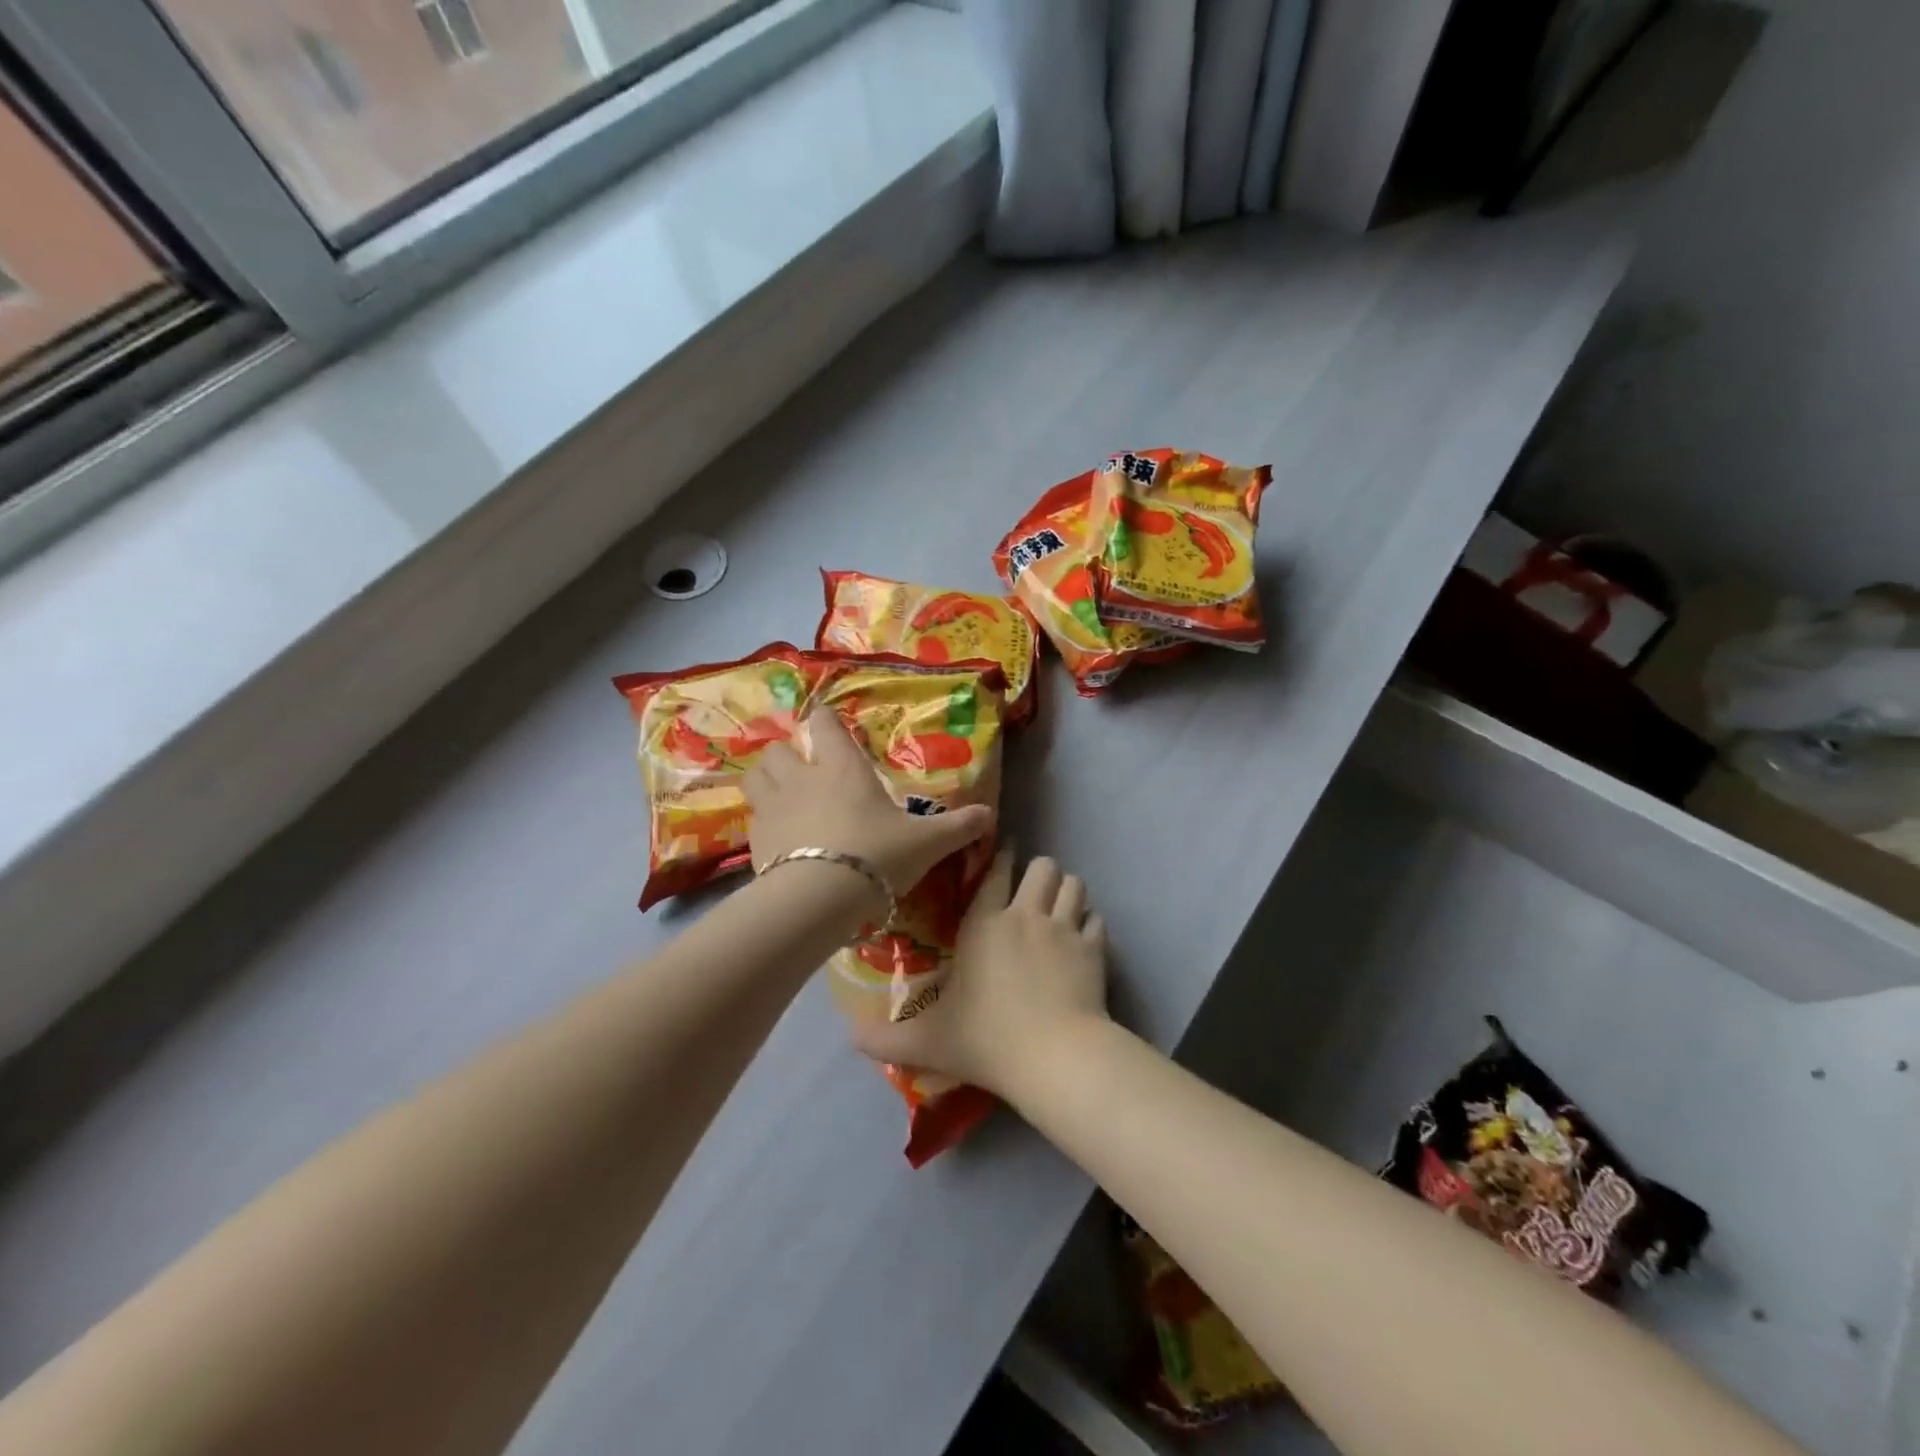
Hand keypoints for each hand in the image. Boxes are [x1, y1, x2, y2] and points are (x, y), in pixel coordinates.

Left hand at [744, 707, 994, 896]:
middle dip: (786, 754)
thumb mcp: (926, 843)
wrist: (820, 898)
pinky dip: (764, 824)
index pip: (823, 725)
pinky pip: (753, 821)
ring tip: (782, 797)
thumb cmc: (876, 855)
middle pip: (777, 750)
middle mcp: (801, 779)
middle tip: (802, 770)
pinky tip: (779, 841)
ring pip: (755, 779)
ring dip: (766, 781)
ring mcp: (772, 809)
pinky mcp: (755, 842)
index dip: (824, 720)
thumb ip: (957, 827)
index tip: (827, 722)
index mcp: (842, 769)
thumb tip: (990, 816)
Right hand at [847, 852, 1109, 1102]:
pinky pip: (1097, 919)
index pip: (995, 871)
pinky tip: (1084, 937)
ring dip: (1067, 890)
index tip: (1003, 853)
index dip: (1000, 856)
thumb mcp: (927, 1042)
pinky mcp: (1094, 949)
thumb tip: (849, 1038)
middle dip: (1039, 871)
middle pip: (1043, 865)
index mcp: (984, 924)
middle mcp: (1025, 914)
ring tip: (1060, 904)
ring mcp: (1064, 929)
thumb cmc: (987, 1039)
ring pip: (1075, 883)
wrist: (1054, 1057)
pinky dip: (1090, 923)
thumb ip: (885, 1039)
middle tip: (1032, 889)